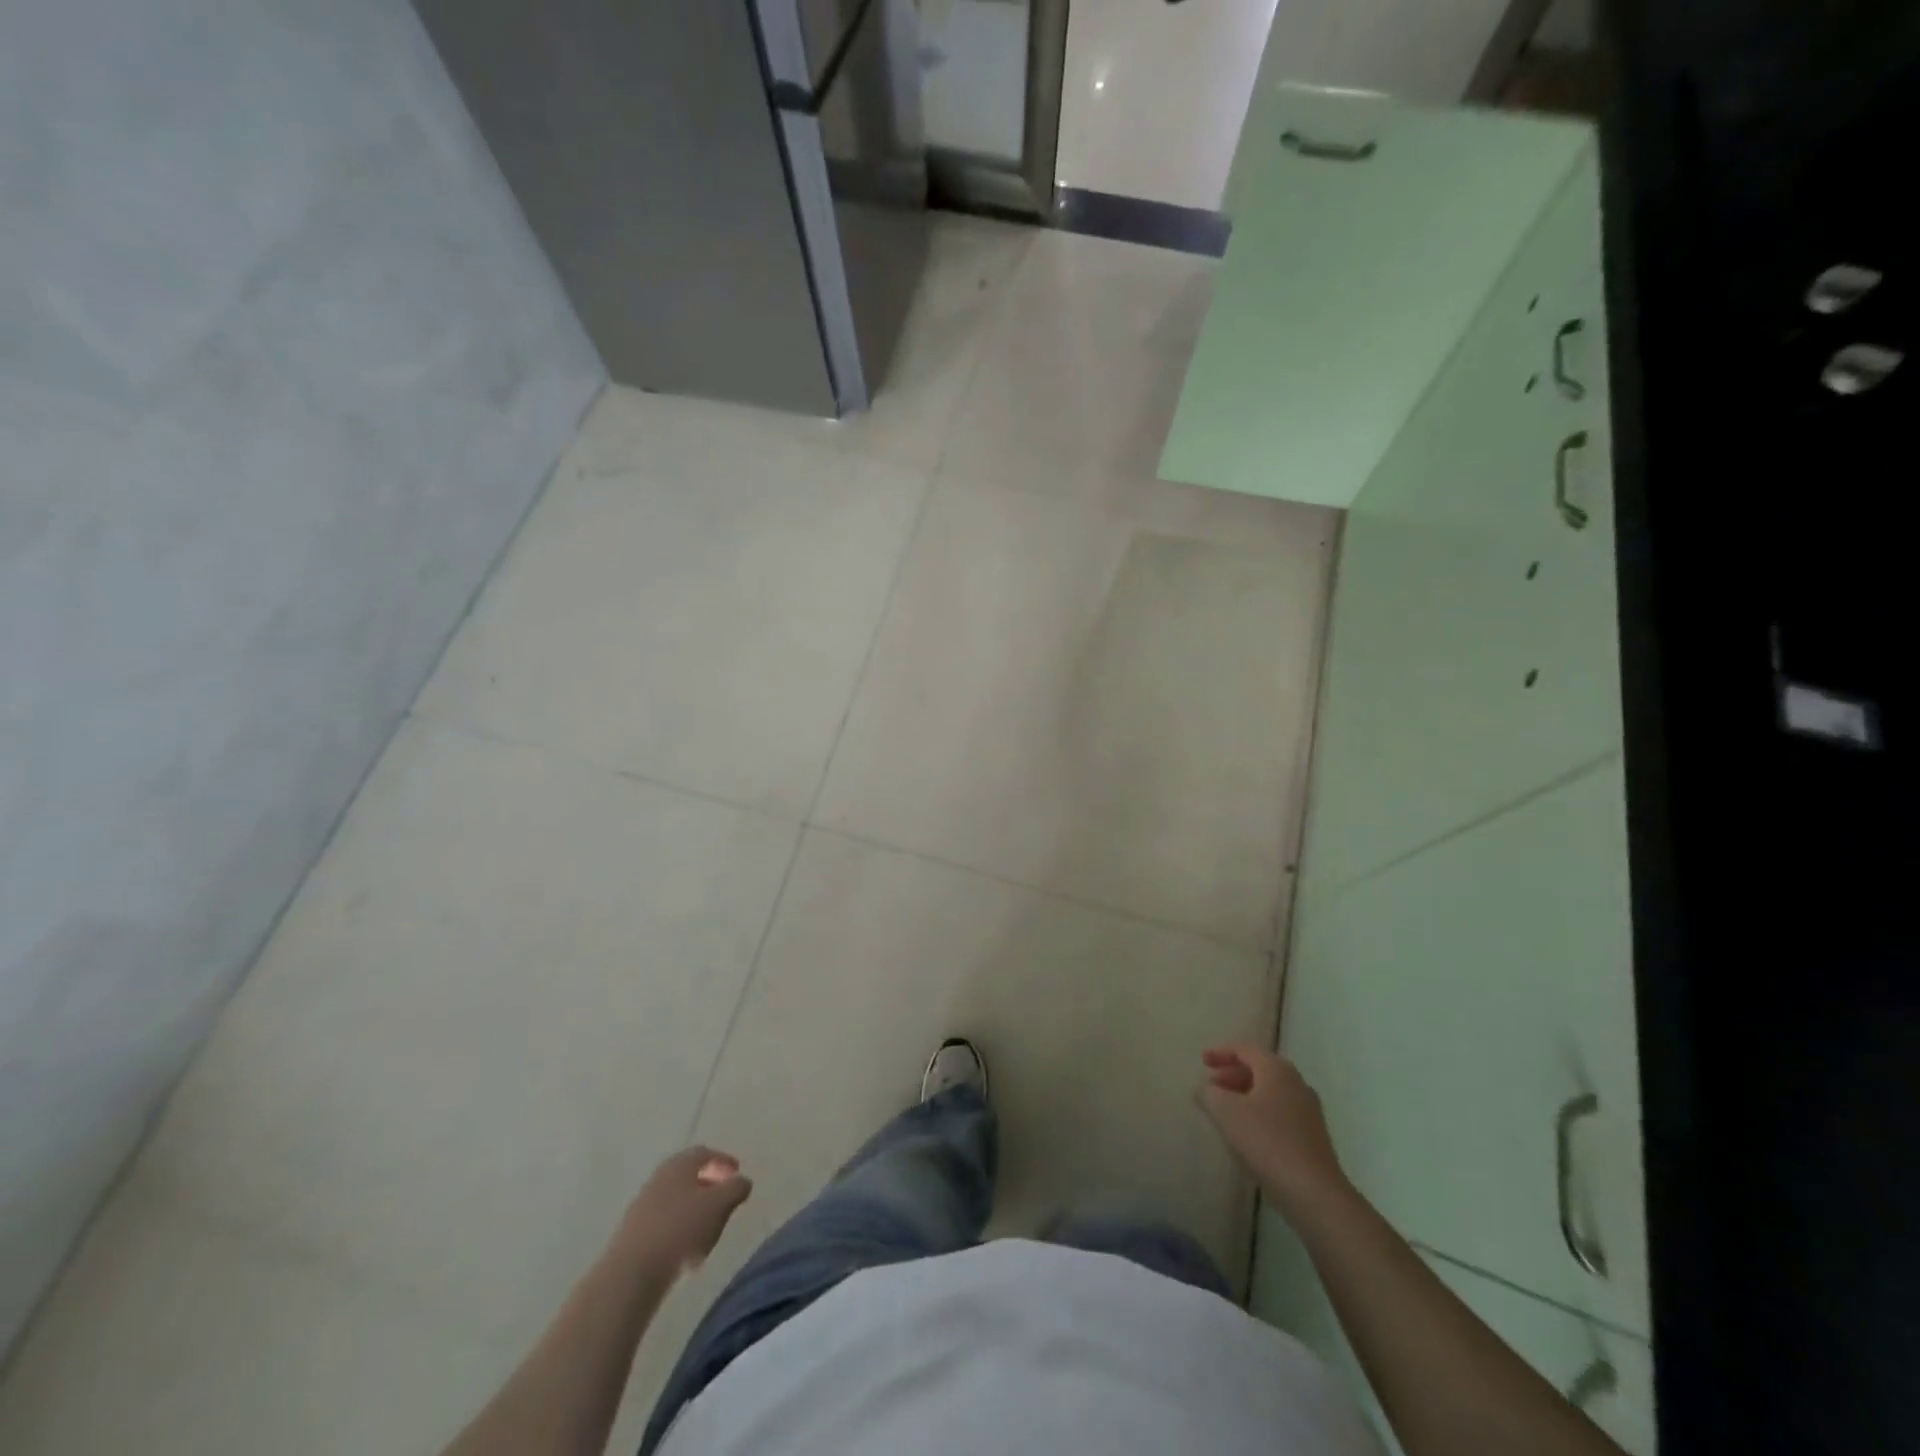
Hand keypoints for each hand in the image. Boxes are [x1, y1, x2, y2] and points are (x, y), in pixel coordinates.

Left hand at [617, 1146, 752, 1273]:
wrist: (631, 1273)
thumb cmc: (680, 1229)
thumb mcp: (719, 1205)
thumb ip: (736, 1188)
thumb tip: (743, 1181)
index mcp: (680, 1164)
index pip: (705, 1153)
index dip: (723, 1161)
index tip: (737, 1173)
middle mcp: (660, 1177)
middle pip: (689, 1174)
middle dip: (709, 1183)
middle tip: (725, 1198)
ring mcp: (644, 1204)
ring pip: (677, 1198)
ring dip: (695, 1207)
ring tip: (710, 1227)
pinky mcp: (634, 1232)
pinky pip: (665, 1220)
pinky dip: (680, 1226)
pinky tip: (688, 1247)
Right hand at [1199, 1044, 1348, 1217]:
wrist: (1313, 1192)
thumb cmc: (1266, 1141)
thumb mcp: (1226, 1112)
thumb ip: (1209, 1094)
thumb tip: (1205, 1089)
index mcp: (1276, 1069)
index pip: (1245, 1049)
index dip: (1221, 1052)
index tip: (1202, 1061)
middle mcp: (1296, 1083)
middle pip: (1259, 1069)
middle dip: (1232, 1074)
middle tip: (1211, 1085)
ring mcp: (1308, 1111)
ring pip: (1270, 1092)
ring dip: (1245, 1095)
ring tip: (1224, 1110)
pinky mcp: (1312, 1136)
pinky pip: (1279, 1113)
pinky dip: (1259, 1113)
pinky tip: (1246, 1133)